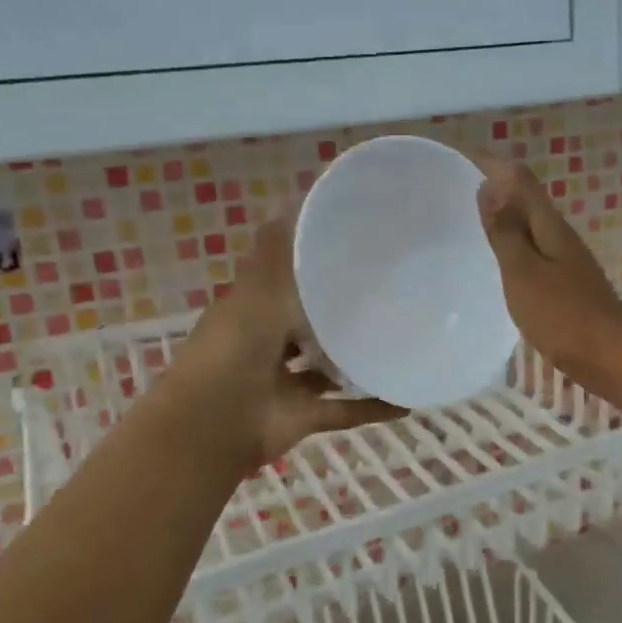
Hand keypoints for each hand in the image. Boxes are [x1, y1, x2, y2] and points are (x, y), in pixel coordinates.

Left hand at [169, 211, 405, 469]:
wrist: (214, 424)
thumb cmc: (233, 349)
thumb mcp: (256, 290)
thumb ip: (278, 251)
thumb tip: (295, 198)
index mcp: (253, 311)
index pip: (285, 283)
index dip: (313, 268)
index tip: (354, 252)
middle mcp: (268, 345)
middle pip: (309, 326)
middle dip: (339, 314)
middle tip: (388, 296)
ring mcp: (285, 384)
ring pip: (328, 369)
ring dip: (356, 361)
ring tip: (400, 342)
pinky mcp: (304, 417)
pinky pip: (346, 410)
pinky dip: (373, 407)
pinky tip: (408, 400)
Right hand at [474, 157, 621, 386]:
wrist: (612, 360)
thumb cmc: (564, 318)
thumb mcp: (525, 274)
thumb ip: (506, 232)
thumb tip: (489, 185)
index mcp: (549, 226)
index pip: (518, 177)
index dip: (489, 163)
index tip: (455, 157)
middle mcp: (559, 235)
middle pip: (524, 197)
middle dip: (492, 185)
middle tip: (450, 189)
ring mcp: (565, 260)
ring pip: (528, 225)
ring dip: (501, 215)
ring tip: (464, 219)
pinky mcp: (565, 284)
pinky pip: (531, 251)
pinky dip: (510, 245)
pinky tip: (494, 261)